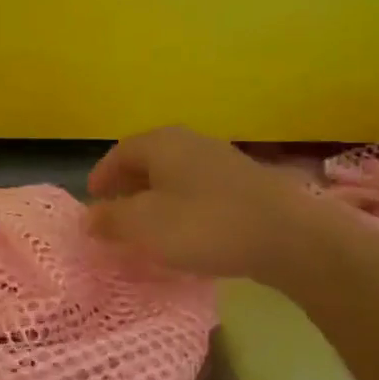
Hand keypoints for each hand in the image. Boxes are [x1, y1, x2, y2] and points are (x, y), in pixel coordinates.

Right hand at [88, 126, 332, 281]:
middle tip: (115, 215)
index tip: (92, 200)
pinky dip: (182, 208)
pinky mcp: (245, 185)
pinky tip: (185, 234)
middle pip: (147, 161)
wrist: (289, 237)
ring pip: (174, 176)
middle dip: (127, 187)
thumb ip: (111, 220)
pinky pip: (199, 191)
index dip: (101, 176)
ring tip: (147, 229)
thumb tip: (89, 217)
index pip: (119, 153)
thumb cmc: (204, 225)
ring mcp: (221, 161)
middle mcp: (190, 143)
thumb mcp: (144, 226)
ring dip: (155, 199)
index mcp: (161, 143)